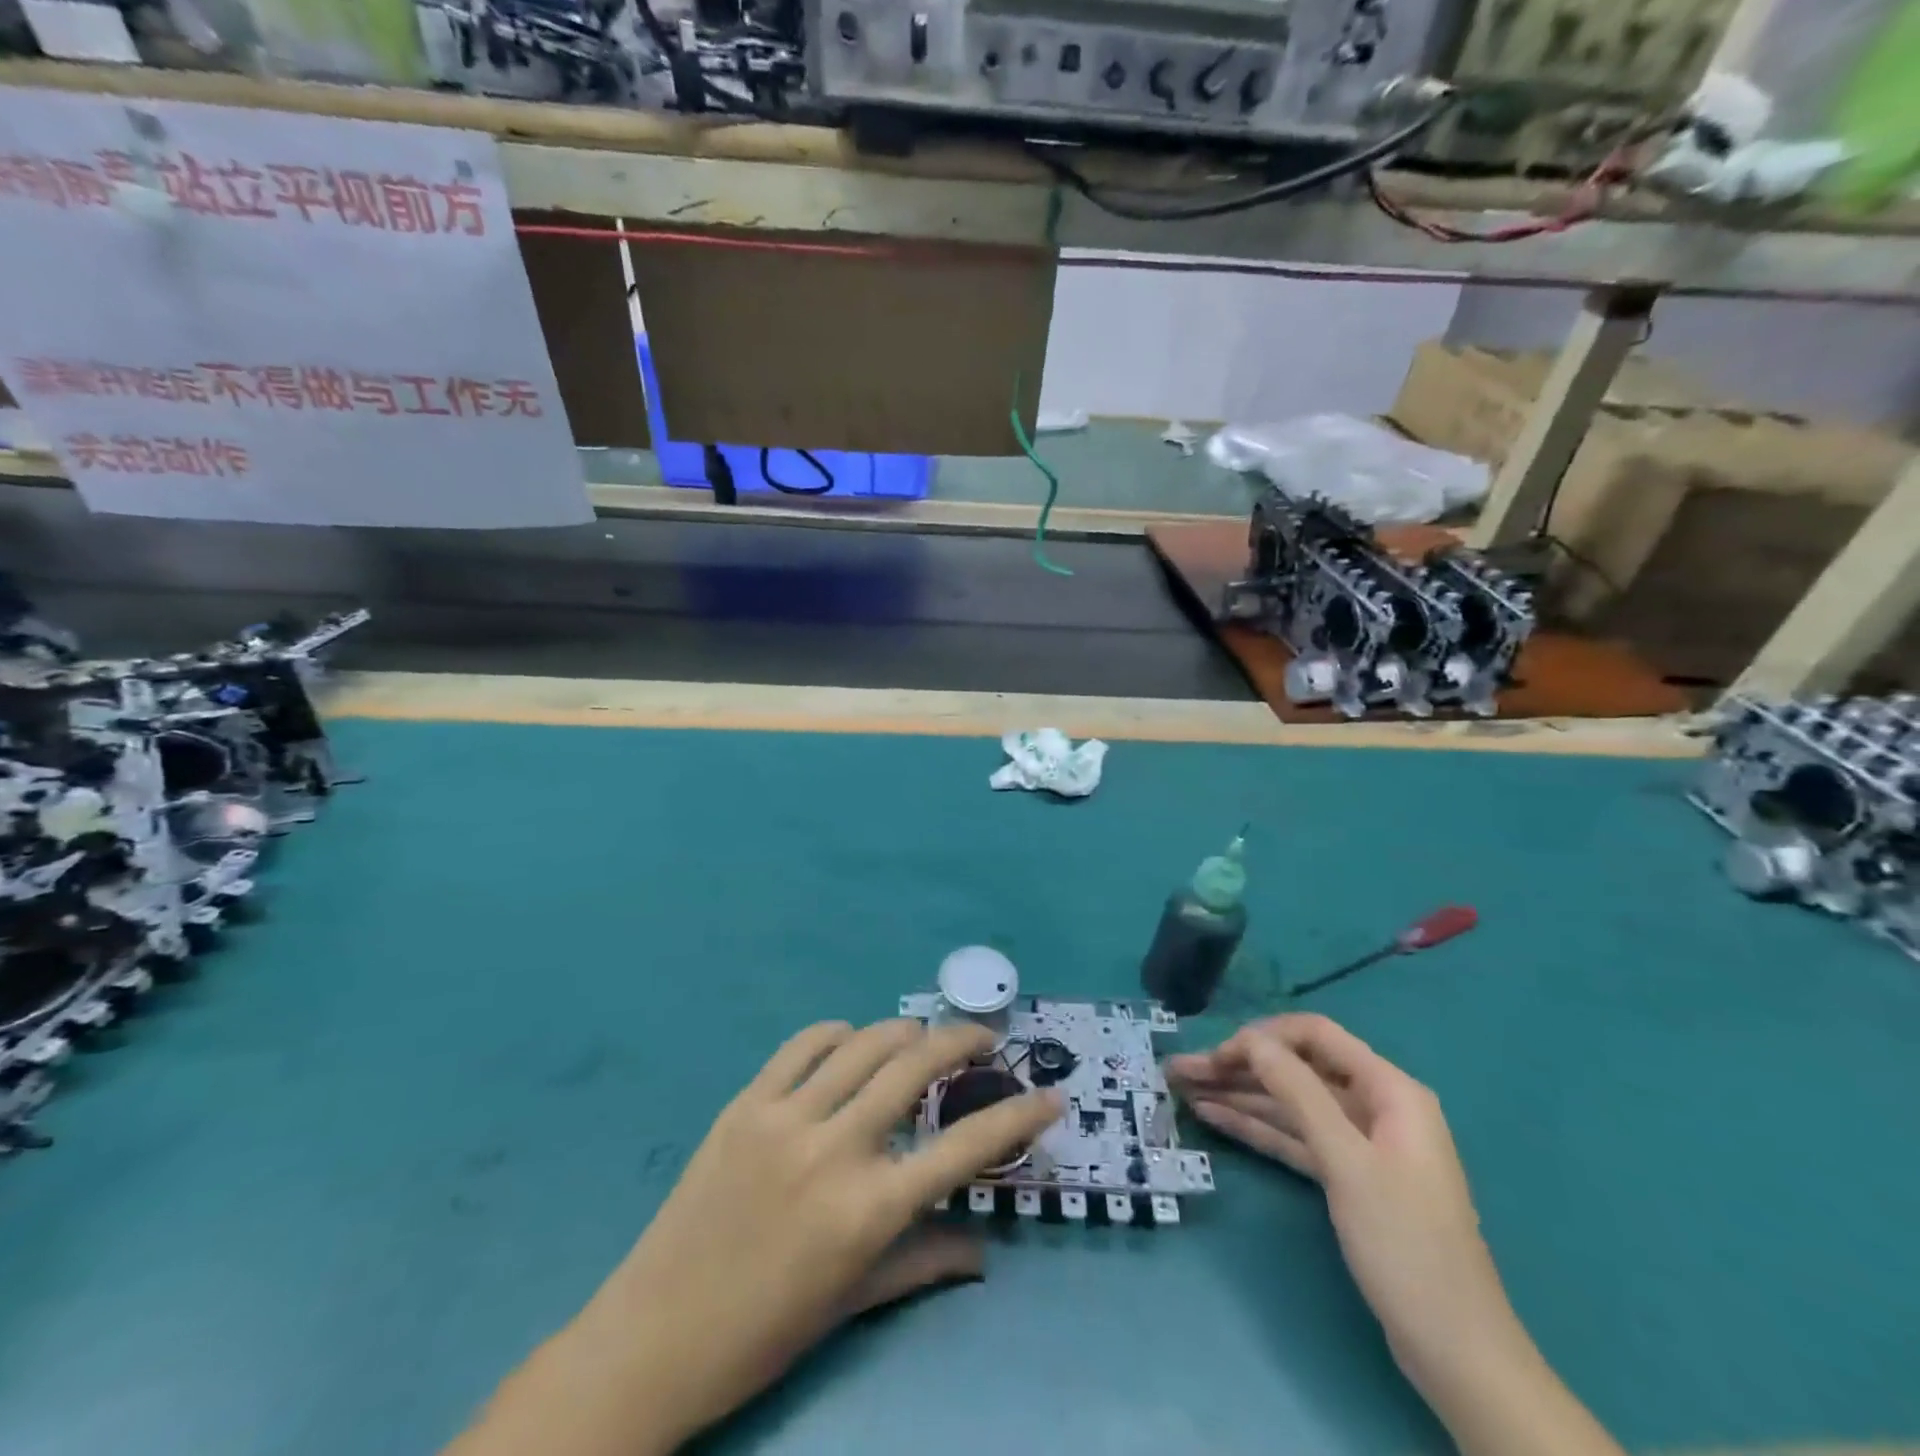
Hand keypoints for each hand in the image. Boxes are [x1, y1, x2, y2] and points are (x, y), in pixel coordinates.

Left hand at [449, 1019, 1061, 1455]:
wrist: (653, 1337)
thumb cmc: (764, 1333)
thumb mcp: (854, 1303)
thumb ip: (925, 1263)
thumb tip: (984, 1248)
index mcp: (868, 1212)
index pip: (964, 1149)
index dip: (1017, 1118)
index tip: (1049, 1097)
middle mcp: (835, 1150)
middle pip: (916, 1067)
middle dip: (963, 1042)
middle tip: (984, 1039)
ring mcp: (785, 1118)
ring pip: (865, 1043)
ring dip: (905, 1031)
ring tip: (923, 1039)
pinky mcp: (745, 1103)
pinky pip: (803, 1045)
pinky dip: (838, 1033)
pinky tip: (851, 1041)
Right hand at [1164, 1014, 1521, 1387]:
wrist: (1456, 1352)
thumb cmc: (1405, 1244)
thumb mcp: (1347, 1161)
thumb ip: (1298, 1092)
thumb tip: (1252, 1039)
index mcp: (1389, 1090)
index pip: (1314, 1036)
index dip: (1262, 1037)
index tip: (1216, 1054)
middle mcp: (1374, 1106)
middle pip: (1297, 1070)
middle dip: (1239, 1067)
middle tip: (1180, 1072)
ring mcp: (1359, 1144)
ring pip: (1290, 1105)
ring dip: (1240, 1096)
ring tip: (1184, 1090)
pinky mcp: (1347, 1177)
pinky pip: (1295, 1138)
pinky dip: (1257, 1128)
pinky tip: (1214, 1117)